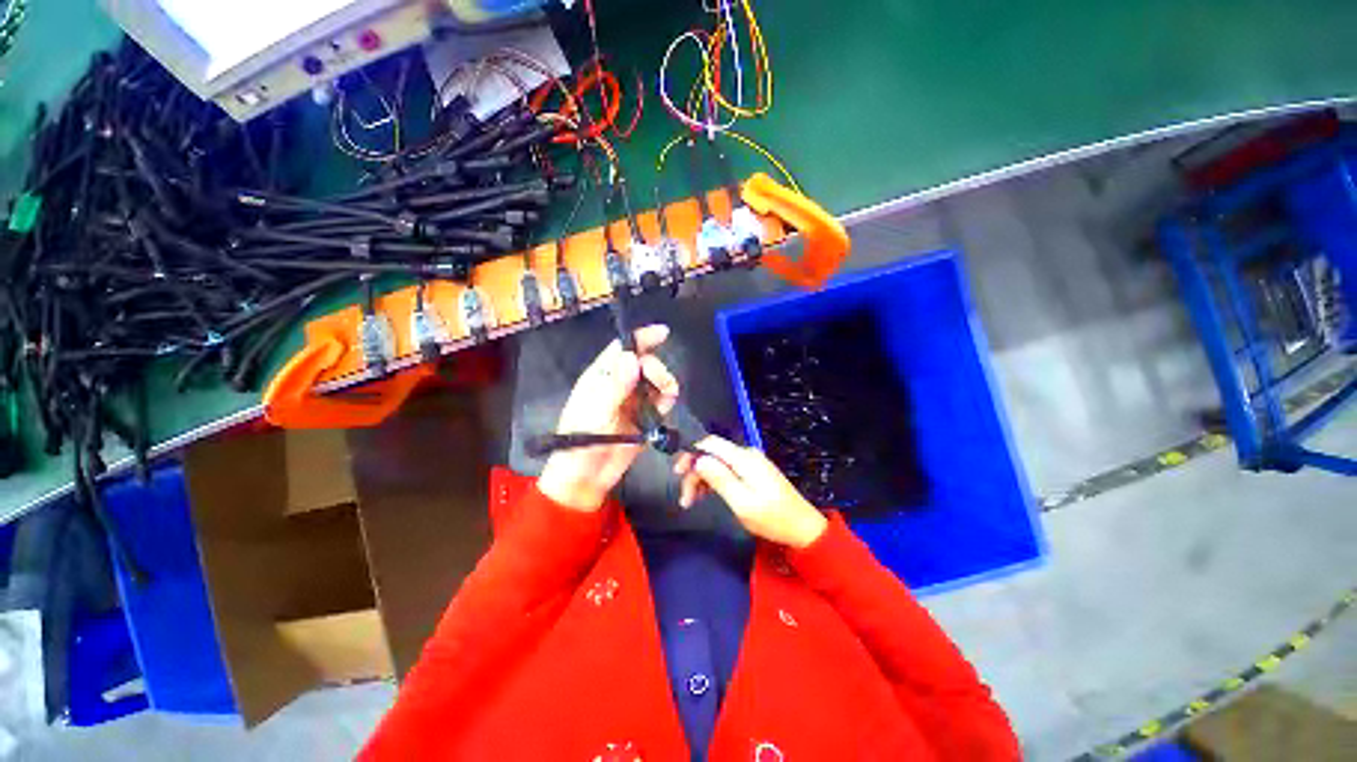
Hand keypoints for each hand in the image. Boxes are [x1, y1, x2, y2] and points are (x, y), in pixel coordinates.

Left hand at [538, 325, 678, 511]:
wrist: (586, 479)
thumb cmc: (580, 444)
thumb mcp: (595, 414)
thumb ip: (615, 386)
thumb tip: (632, 357)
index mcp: (600, 376)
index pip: (622, 348)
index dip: (641, 338)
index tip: (663, 333)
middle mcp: (619, 384)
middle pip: (645, 363)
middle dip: (656, 369)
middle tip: (659, 384)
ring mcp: (633, 401)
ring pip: (657, 381)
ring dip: (665, 385)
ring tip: (664, 400)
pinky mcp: (644, 418)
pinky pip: (662, 402)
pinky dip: (667, 402)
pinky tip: (662, 412)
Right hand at [673, 435, 827, 548]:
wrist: (802, 528)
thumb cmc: (772, 518)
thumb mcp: (742, 502)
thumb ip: (720, 478)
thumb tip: (698, 459)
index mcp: (744, 458)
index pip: (710, 443)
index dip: (691, 453)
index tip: (677, 472)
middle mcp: (746, 455)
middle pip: (712, 454)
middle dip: (694, 472)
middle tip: (684, 498)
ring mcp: (751, 463)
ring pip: (717, 463)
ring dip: (702, 479)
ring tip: (691, 502)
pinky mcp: (753, 472)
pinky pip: (727, 470)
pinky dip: (713, 481)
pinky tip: (705, 496)